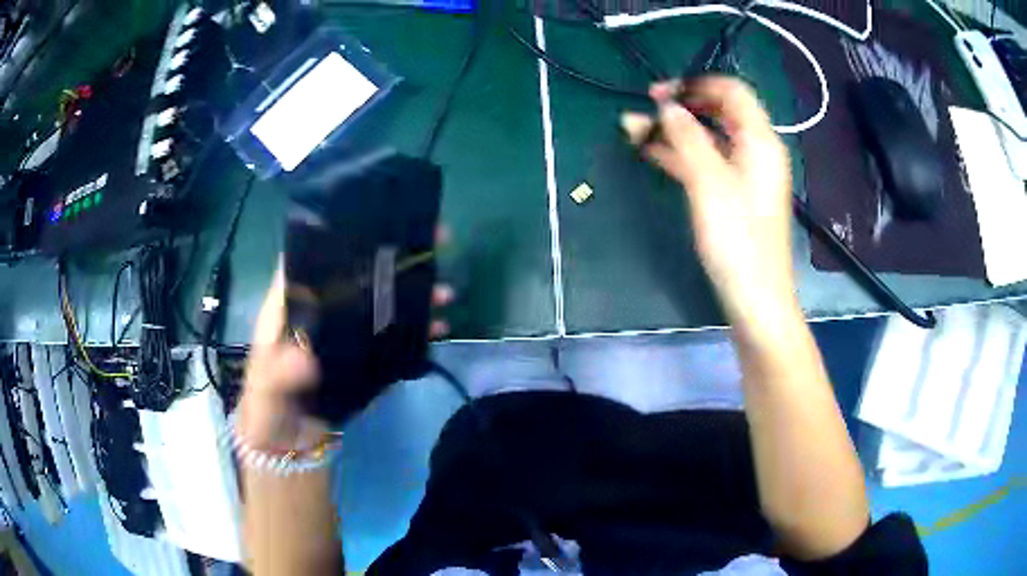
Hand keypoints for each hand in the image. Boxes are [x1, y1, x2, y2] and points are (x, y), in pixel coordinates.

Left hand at [238, 232, 454, 449]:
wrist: (286, 446)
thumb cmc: (267, 408)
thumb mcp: (266, 389)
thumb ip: (279, 374)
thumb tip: (306, 358)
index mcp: (292, 305)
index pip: (313, 257)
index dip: (340, 234)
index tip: (376, 217)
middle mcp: (322, 311)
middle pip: (357, 273)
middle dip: (393, 256)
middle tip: (433, 242)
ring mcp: (346, 334)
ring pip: (381, 302)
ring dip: (413, 293)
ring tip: (444, 291)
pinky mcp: (365, 359)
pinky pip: (393, 338)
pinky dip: (418, 331)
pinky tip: (440, 328)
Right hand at [622, 76, 795, 323]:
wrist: (754, 298)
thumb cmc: (737, 240)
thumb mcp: (709, 182)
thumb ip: (687, 137)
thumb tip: (666, 107)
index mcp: (760, 140)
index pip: (732, 90)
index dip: (696, 83)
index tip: (660, 93)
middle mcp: (755, 150)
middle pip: (718, 111)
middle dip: (681, 106)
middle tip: (645, 110)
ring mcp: (743, 172)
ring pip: (708, 137)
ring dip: (674, 130)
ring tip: (634, 129)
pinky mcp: (732, 193)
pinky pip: (705, 161)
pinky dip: (680, 153)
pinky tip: (651, 151)